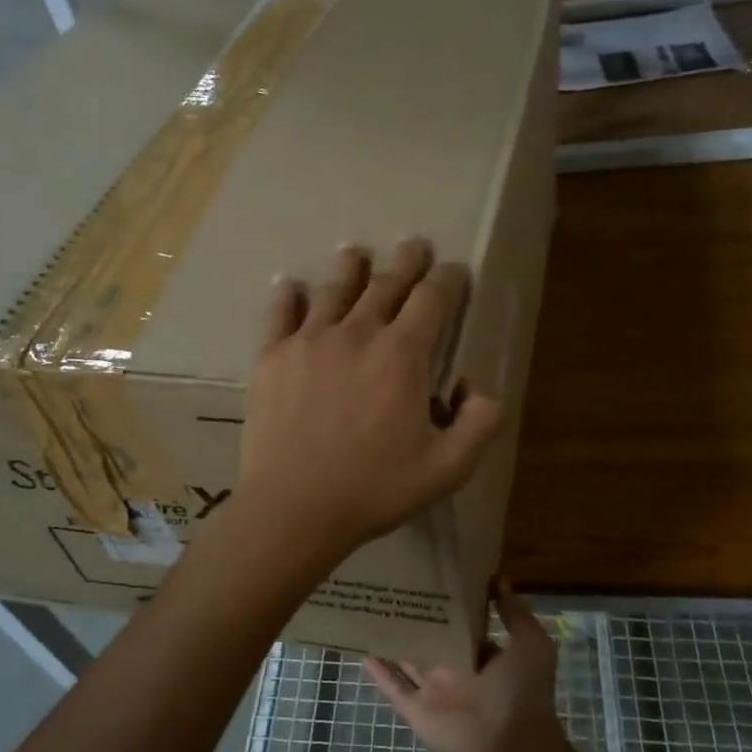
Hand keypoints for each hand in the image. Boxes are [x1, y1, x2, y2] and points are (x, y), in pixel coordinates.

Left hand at [235, 237, 503, 567]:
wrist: (294, 507)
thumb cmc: (374, 489)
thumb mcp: (448, 469)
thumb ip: (479, 425)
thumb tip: (480, 390)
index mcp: (403, 355)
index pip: (433, 299)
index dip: (448, 279)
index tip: (454, 270)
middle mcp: (358, 333)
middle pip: (386, 284)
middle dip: (406, 262)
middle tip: (414, 244)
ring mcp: (309, 341)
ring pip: (334, 290)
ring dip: (350, 267)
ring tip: (354, 251)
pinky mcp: (272, 357)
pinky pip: (280, 314)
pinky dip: (287, 295)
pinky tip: (288, 284)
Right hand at [363, 585, 565, 751]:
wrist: (512, 748)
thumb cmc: (523, 692)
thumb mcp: (531, 644)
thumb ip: (514, 613)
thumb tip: (499, 578)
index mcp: (482, 655)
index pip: (460, 624)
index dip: (447, 603)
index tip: (429, 575)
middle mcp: (454, 669)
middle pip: (428, 639)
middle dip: (414, 617)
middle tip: (390, 583)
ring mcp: (433, 690)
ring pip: (406, 660)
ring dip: (390, 639)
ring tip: (368, 608)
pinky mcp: (415, 710)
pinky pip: (392, 686)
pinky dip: (376, 670)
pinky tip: (360, 647)